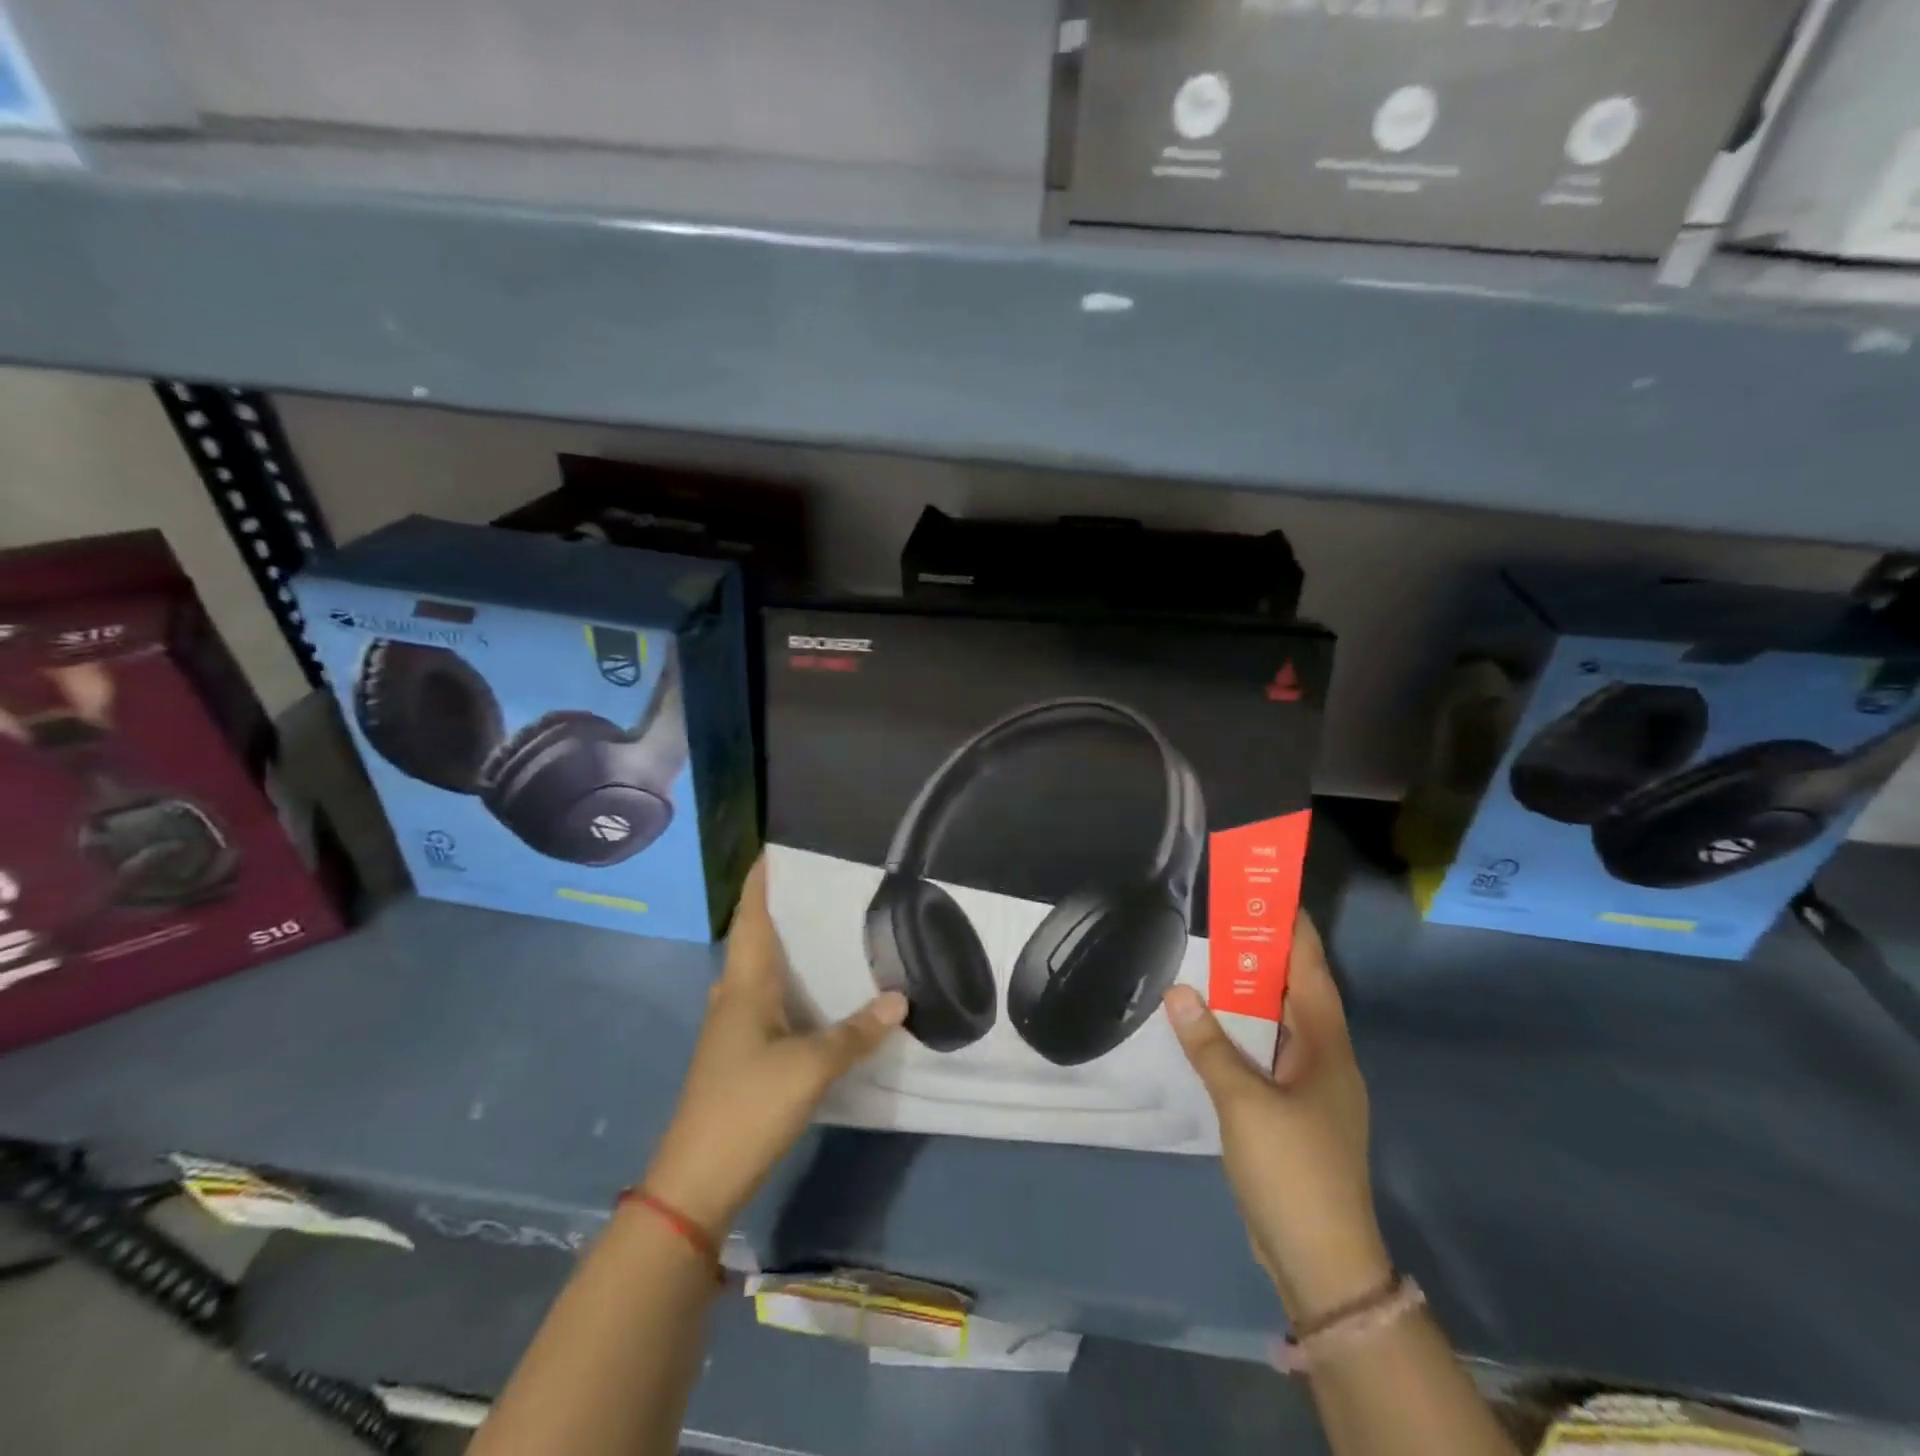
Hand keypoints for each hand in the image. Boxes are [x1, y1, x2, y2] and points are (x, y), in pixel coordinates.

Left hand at [643, 859, 907, 1235]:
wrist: (696, 1181)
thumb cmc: (748, 1107)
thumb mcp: (810, 1067)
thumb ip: (855, 1032)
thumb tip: (900, 998)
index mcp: (744, 986)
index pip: (750, 917)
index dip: (760, 881)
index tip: (777, 848)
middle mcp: (733, 997)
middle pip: (754, 939)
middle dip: (780, 908)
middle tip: (822, 885)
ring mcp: (732, 1028)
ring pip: (760, 972)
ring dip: (785, 948)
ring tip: (826, 929)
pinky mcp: (740, 1055)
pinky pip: (767, 1002)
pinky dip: (789, 986)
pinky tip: (816, 994)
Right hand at [1163, 912, 1390, 1325]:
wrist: (1321, 1259)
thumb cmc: (1292, 1169)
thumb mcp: (1243, 1102)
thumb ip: (1209, 1044)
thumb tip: (1177, 990)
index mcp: (1326, 1049)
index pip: (1312, 973)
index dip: (1297, 932)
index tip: (1276, 894)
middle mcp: (1325, 1061)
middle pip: (1299, 993)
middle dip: (1271, 955)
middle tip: (1232, 917)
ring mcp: (1312, 1090)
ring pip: (1283, 1025)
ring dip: (1257, 993)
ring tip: (1220, 959)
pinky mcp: (1295, 1114)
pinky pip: (1269, 1053)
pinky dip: (1247, 1030)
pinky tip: (1219, 1025)